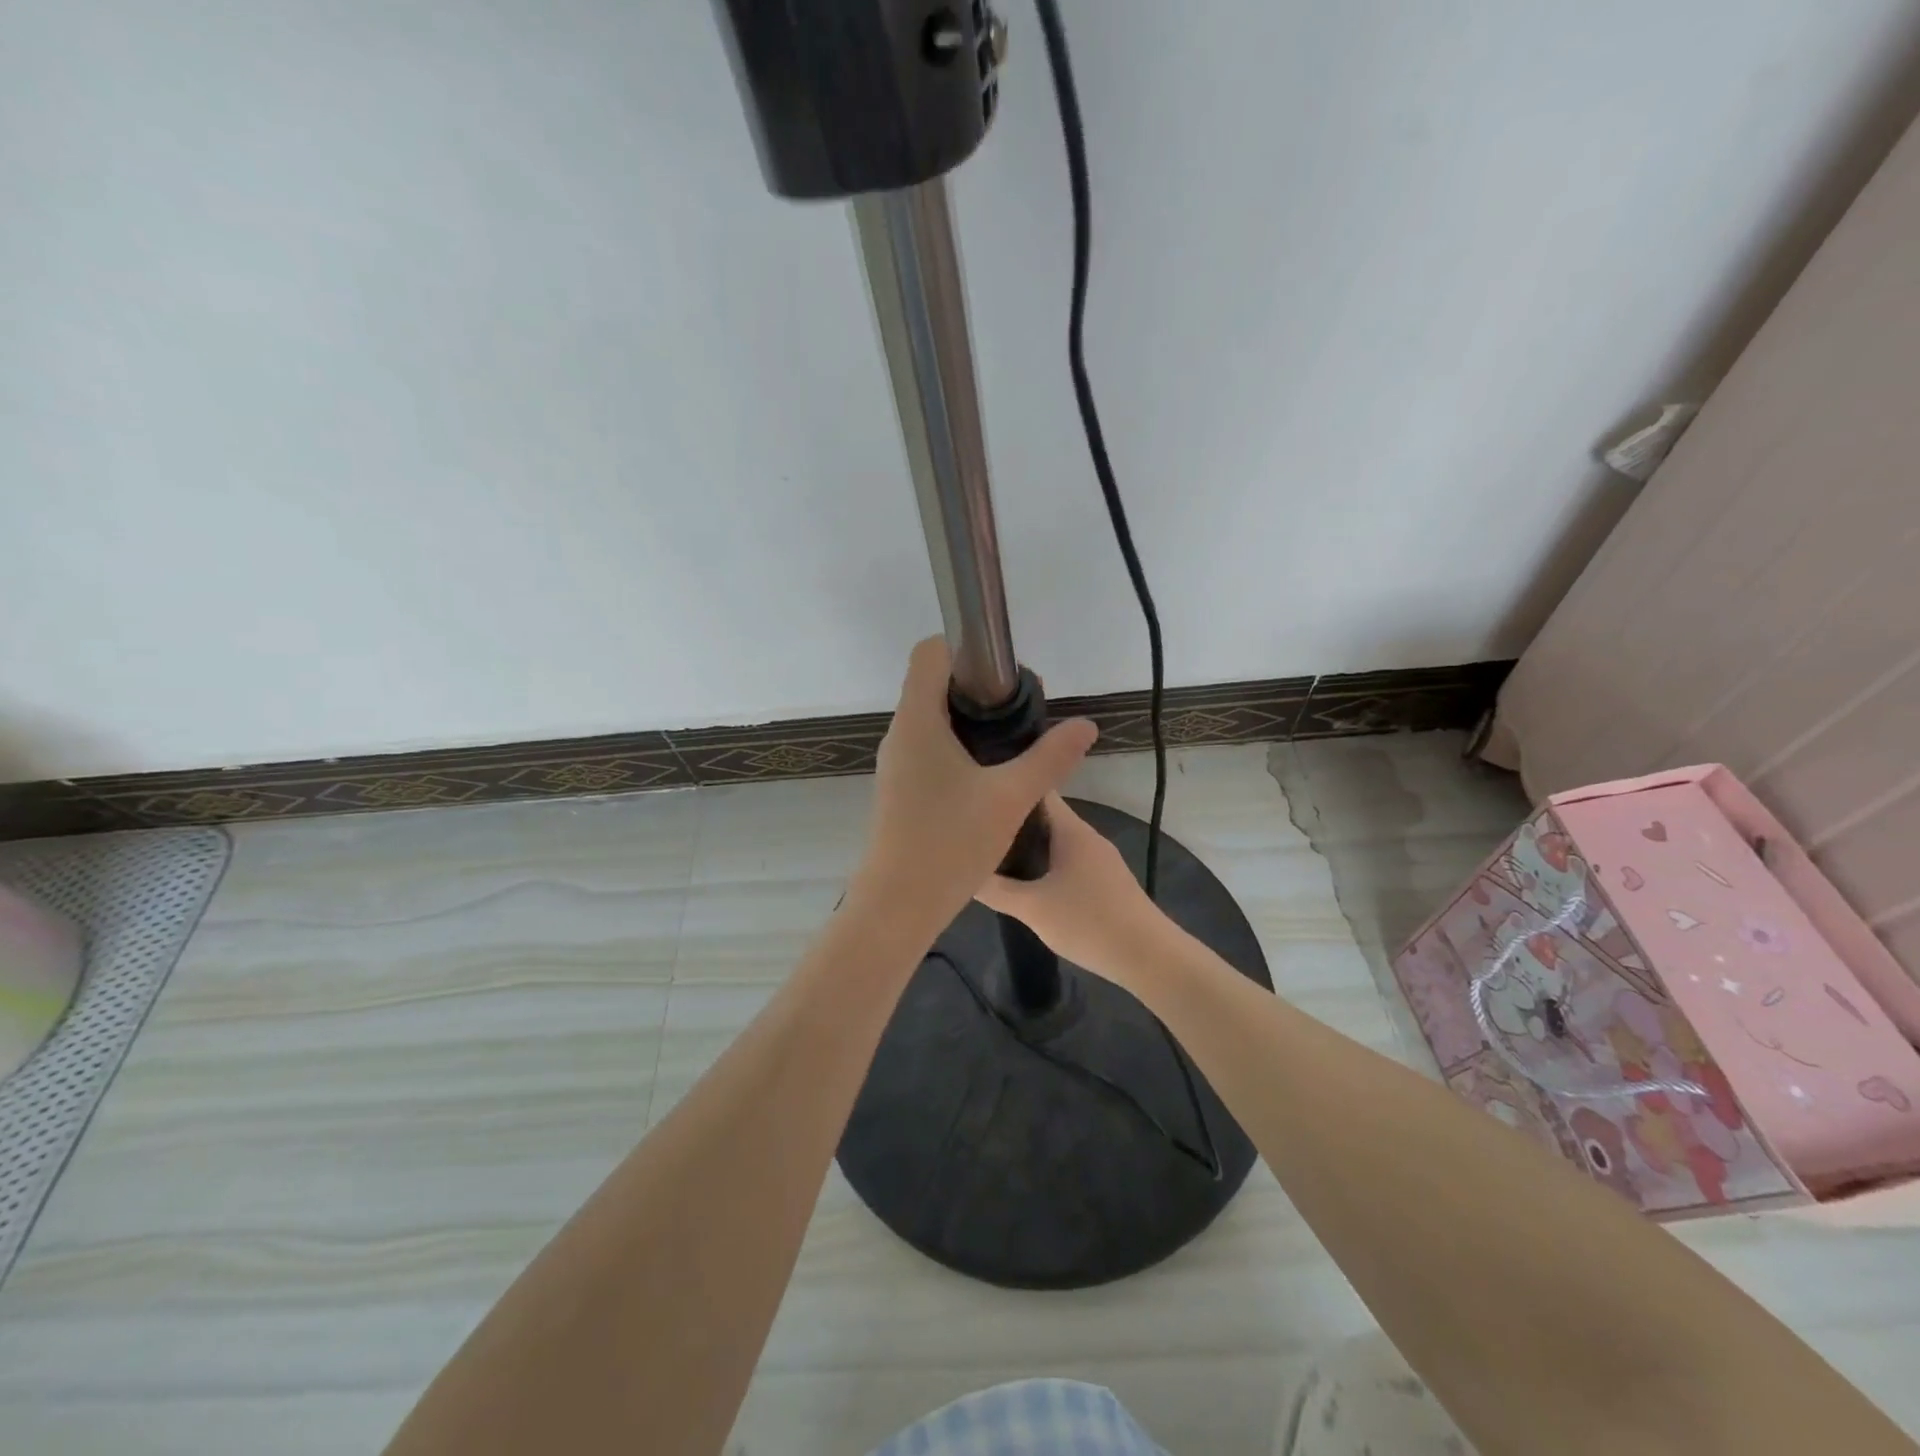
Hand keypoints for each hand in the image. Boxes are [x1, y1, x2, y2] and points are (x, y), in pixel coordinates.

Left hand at [852, 638, 1097, 929]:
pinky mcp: (899, 789)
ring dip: (969, 722)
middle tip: (1021, 713)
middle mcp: (899, 734)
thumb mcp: (1012, 797)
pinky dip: (957, 749)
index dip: (966, 648)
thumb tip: (1086, 726)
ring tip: (1011, 746)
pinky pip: (928, 749)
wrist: (898, 905)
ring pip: (931, 720)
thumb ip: (1051, 757)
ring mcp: (895, 763)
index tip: (1006, 675)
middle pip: (933, 684)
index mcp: (917, 720)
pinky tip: (987, 779)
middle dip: (978, 689)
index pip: (929, 652)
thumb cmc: (950, 842)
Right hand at [975, 794, 1168, 986]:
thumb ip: (994, 889)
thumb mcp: (1032, 908)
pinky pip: (1066, 861)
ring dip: (1027, 846)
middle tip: (973, 827)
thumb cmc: (1089, 923)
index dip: (1009, 783)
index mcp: (1071, 829)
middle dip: (1010, 819)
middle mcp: (1086, 836)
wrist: (1150, 957)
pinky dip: (1044, 865)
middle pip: (1043, 816)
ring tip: (991, 853)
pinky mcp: (1105, 882)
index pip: (1038, 789)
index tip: (979, 789)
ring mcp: (1099, 859)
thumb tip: (963, 872)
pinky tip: (1026, 883)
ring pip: (1055, 842)